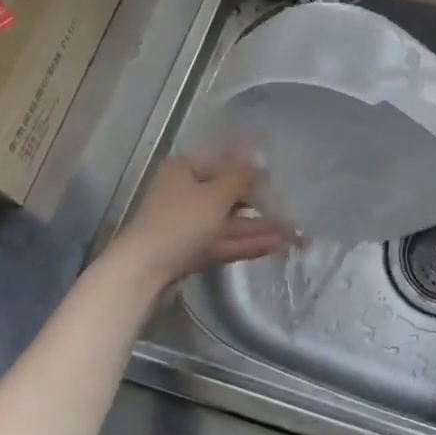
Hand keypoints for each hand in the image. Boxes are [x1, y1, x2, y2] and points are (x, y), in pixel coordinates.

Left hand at [112, 151, 294, 287]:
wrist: (143, 273)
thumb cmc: (180, 223)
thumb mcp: (215, 195)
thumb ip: (241, 178)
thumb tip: (259, 163)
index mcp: (185, 169)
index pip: (224, 161)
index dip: (252, 168)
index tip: (278, 174)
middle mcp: (185, 192)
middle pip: (228, 194)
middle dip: (260, 203)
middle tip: (290, 209)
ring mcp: (188, 223)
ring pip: (229, 221)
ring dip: (258, 226)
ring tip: (292, 233)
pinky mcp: (191, 250)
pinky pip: (223, 241)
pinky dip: (246, 242)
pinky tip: (274, 245)